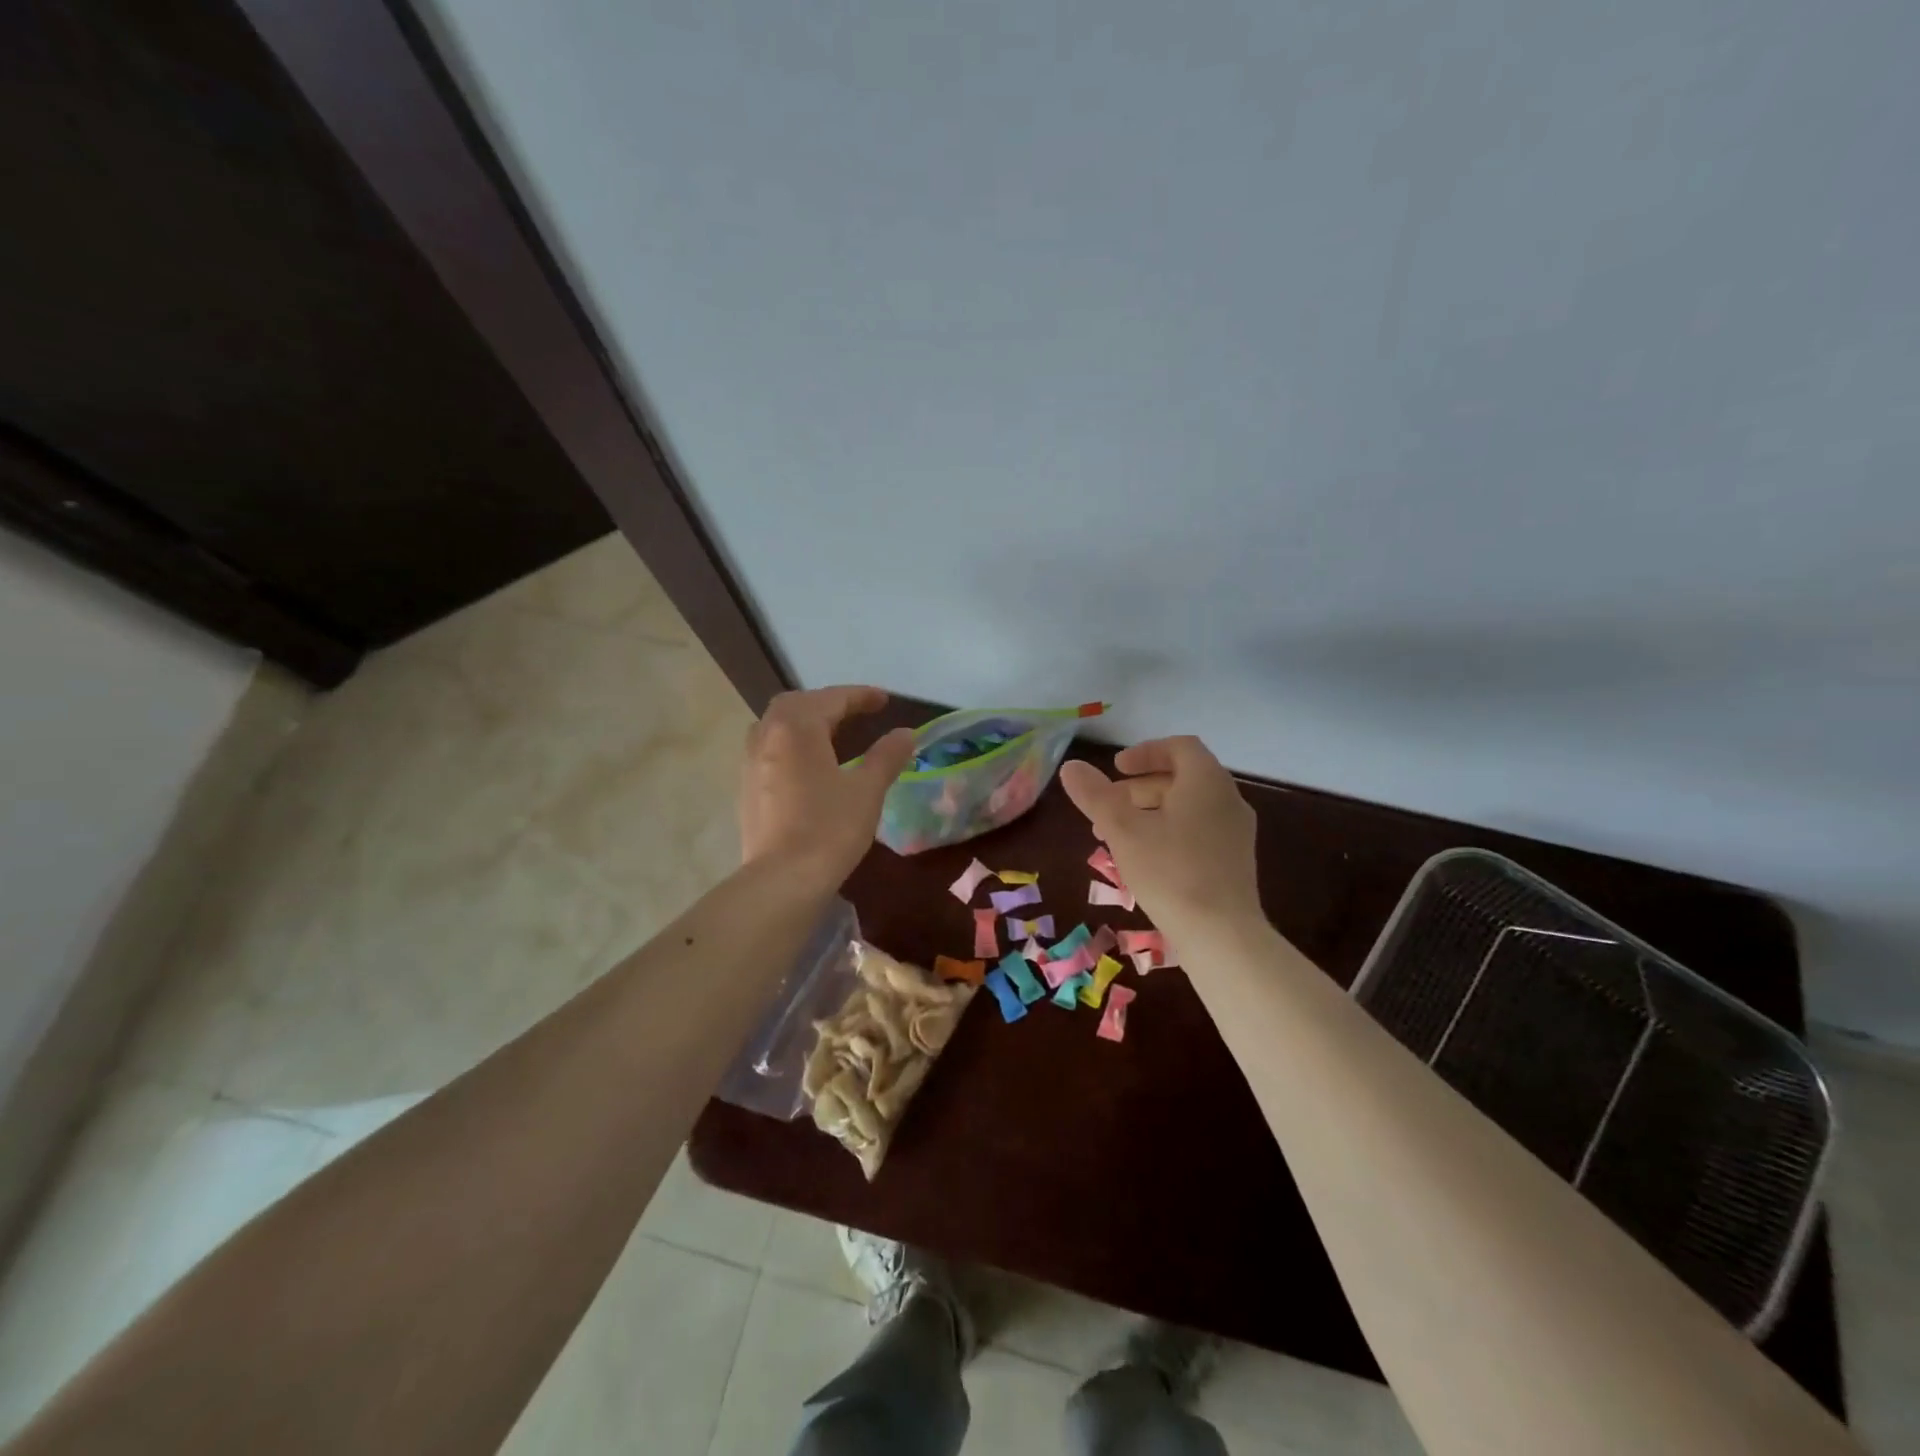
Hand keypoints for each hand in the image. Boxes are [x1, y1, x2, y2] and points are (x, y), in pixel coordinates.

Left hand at [739, 686, 914, 887]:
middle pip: (796, 704)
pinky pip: (768, 748)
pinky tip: (807, 764)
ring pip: (777, 725)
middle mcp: (768, 736)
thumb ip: (887, 756)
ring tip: (830, 733)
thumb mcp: (867, 790)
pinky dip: (790, 743)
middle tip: (855, 712)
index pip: (832, 699)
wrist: (782, 879)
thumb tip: (906, 733)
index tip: (885, 700)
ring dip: (804, 720)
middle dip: (827, 702)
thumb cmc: (829, 828)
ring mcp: (751, 762)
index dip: (861, 696)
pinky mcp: (747, 787)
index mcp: (797, 728)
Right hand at [1058, 736, 1262, 932]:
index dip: (1145, 752)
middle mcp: (1228, 800)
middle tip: (1108, 806)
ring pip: (1189, 808)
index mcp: (1207, 781)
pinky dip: (1169, 833)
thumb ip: (1095, 795)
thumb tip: (1071, 767)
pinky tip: (1144, 861)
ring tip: (1117, 837)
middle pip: (1182, 778)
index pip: (1179, 747)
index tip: (1116, 768)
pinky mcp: (1235, 863)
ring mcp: (1236, 833)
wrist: (1222, 936)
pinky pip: (1199, 832)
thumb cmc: (1170, 872)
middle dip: (1139, 788)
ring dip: (1151, 813)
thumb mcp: (1123, 830)